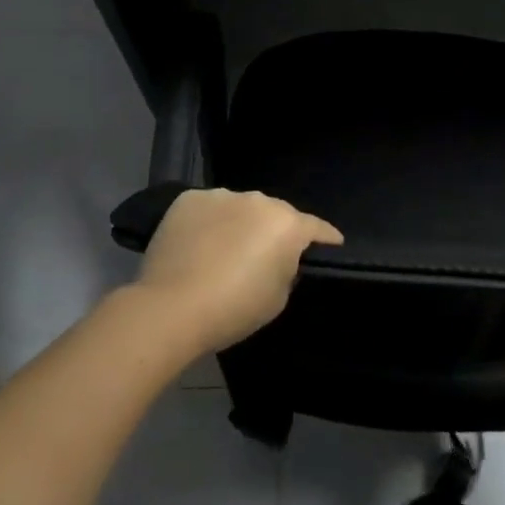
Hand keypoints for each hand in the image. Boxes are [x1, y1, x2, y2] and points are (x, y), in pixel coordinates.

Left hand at [135, 188, 342, 356]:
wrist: (172, 307)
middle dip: (275, 231)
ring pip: (240, 208)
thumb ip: (287, 269)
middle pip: (275, 214)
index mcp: (287, 224)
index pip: (317, 228)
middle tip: (265, 256)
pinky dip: (209, 223)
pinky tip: (198, 244)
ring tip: (225, 250)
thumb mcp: (278, 298)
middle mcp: (258, 200)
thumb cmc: (234, 309)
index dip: (327, 238)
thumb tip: (279, 258)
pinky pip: (208, 209)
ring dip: (240, 224)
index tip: (332, 245)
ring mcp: (221, 195)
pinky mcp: (188, 199)